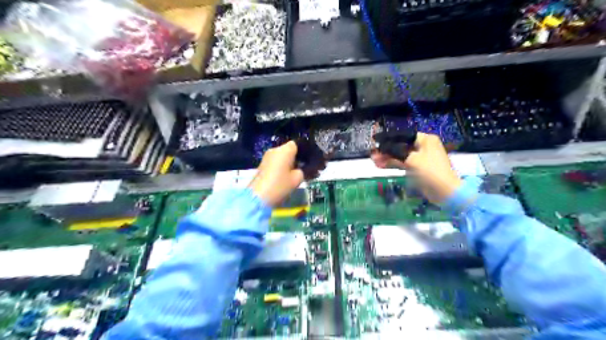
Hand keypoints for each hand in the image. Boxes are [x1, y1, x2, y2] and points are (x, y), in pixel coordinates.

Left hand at [248, 140, 305, 206]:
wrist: (258, 197)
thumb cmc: (280, 185)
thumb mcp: (297, 179)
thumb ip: (303, 170)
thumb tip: (301, 168)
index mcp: (285, 150)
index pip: (297, 144)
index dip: (304, 152)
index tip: (309, 161)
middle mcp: (275, 150)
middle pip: (289, 150)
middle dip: (296, 158)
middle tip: (304, 169)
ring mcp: (266, 157)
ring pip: (281, 157)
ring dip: (288, 163)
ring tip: (295, 174)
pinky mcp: (262, 165)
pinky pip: (275, 162)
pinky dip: (281, 167)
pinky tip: (286, 177)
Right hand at [370, 131, 464, 202]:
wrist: (445, 192)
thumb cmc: (430, 172)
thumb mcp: (411, 160)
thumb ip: (394, 153)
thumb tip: (377, 151)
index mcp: (425, 140)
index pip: (403, 136)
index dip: (388, 139)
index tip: (375, 141)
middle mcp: (423, 146)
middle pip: (400, 146)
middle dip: (386, 150)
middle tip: (373, 154)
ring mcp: (420, 158)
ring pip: (400, 155)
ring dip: (388, 158)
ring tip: (374, 161)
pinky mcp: (418, 168)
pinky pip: (403, 163)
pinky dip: (393, 164)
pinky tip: (381, 165)